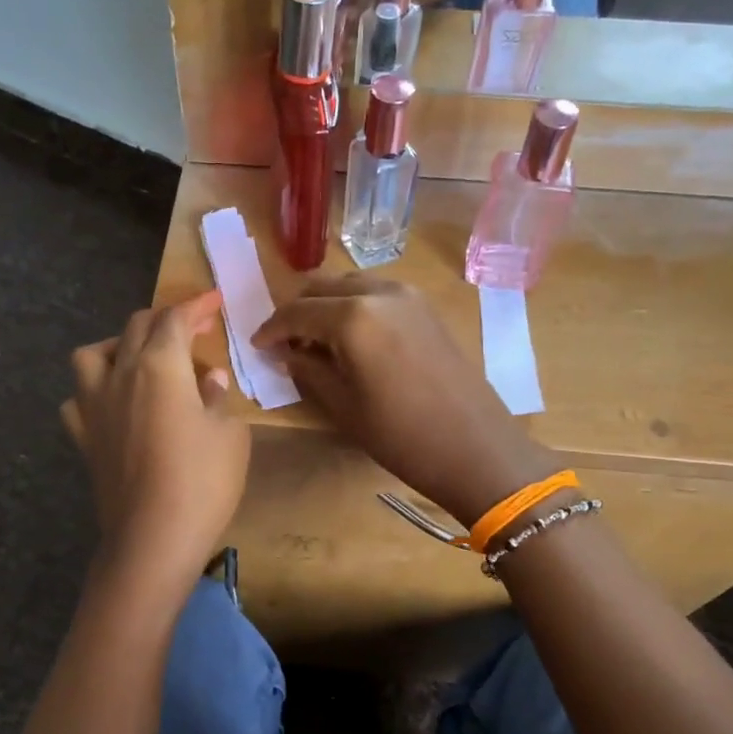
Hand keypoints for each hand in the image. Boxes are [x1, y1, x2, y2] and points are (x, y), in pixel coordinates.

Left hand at [62, 292, 250, 591]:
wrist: (152, 538)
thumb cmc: (202, 482)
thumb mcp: (229, 435)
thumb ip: (218, 399)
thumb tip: (208, 380)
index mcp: (160, 366)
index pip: (176, 318)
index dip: (198, 305)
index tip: (215, 300)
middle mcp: (120, 375)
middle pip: (137, 327)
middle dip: (167, 319)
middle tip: (193, 329)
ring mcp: (94, 406)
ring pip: (93, 354)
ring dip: (119, 345)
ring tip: (141, 360)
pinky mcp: (84, 438)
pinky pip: (79, 399)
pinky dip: (95, 391)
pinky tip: (113, 405)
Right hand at [252, 276, 557, 525]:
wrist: (475, 447)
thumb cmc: (401, 435)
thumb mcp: (343, 405)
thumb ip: (307, 369)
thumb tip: (283, 351)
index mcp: (353, 316)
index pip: (297, 311)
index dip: (271, 329)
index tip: (258, 347)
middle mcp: (379, 292)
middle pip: (322, 288)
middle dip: (298, 312)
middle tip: (285, 344)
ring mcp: (408, 296)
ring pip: (350, 286)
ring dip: (326, 307)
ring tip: (317, 342)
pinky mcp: (426, 308)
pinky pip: (377, 294)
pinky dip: (355, 307)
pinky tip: (351, 339)